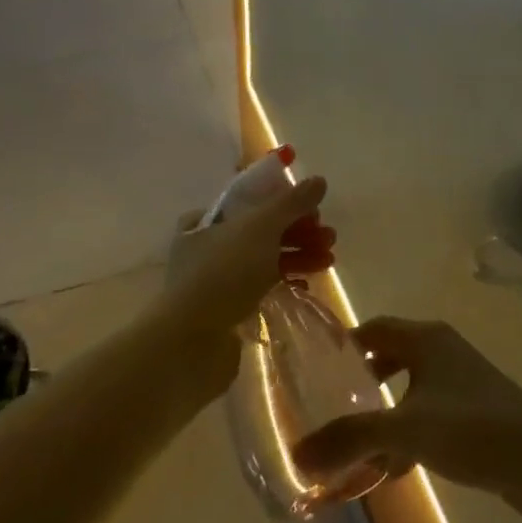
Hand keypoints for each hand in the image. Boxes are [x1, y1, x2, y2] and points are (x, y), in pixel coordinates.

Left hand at [162, 174, 334, 336]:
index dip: (285, 202)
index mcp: (206, 220)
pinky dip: (285, 281)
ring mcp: (217, 279)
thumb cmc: (224, 272)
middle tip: (329, 237)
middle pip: (262, 230)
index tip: (314, 210)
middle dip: (299, 231)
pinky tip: (307, 283)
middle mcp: (207, 246)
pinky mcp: (227, 308)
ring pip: (265, 259)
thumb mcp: (261, 227)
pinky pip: (262, 286)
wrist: (191, 342)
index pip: (251, 201)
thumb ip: (292, 203)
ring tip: (329, 260)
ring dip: (299, 255)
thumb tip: (319, 180)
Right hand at [292, 318, 521, 521]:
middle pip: (390, 357)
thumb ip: (350, 439)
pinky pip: (429, 413)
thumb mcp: (404, 429)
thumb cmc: (471, 427)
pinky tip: (395, 468)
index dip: (343, 346)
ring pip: (410, 389)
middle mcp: (443, 350)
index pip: (373, 328)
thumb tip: (297, 454)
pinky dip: (408, 432)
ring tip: (357, 444)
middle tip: (331, 408)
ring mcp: (462, 380)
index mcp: (426, 339)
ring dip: (384, 413)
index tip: (314, 371)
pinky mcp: (475, 410)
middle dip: (361, 383)